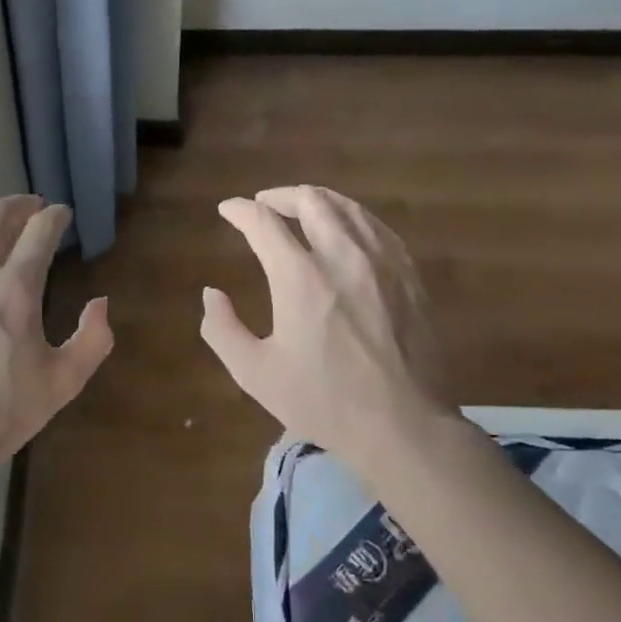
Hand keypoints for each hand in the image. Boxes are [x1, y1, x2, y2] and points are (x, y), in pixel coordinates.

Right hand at [200, 185, 457, 480]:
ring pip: (347, 206)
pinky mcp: (408, 273)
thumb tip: (212, 294)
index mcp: (300, 278)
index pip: (264, 222)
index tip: (228, 210)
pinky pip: (376, 226)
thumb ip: (222, 329)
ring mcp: (382, 261)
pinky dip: (350, 217)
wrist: (405, 425)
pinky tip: (344, 230)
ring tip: (300, 208)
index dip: (240, 211)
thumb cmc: (325, 401)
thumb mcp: (256, 374)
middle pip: (310, 200)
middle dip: (279, 196)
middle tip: (263, 205)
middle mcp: (342, 255)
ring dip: (316, 200)